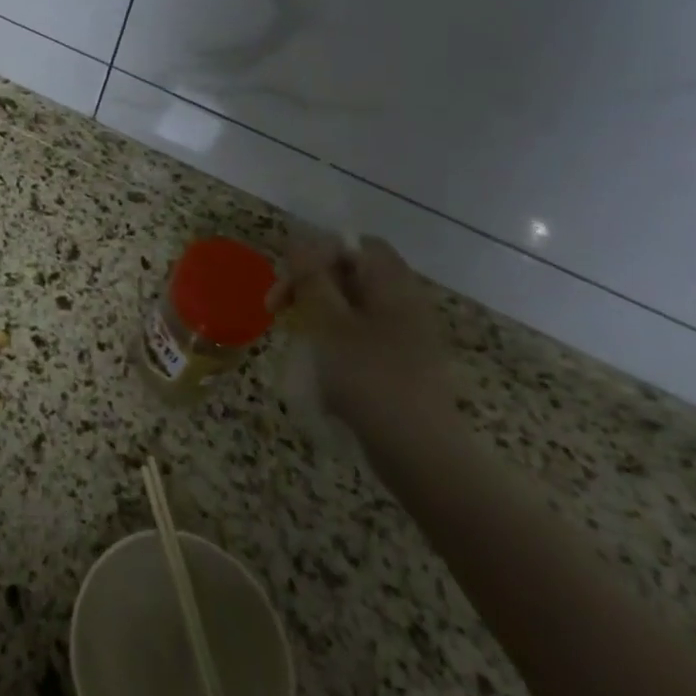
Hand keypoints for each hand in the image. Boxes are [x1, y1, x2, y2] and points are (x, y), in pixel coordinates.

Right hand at [267, 230, 450, 424]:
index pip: (355, 245)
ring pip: (353, 308)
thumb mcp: (328, 322)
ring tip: (296, 338)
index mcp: (393, 284)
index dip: (318, 253)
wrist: (419, 453)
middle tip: (276, 309)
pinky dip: (335, 341)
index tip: (288, 279)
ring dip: (318, 315)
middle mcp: (405, 303)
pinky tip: (320, 367)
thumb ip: (311, 278)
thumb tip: (298, 242)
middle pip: (352, 274)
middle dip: (310, 285)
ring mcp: (407, 336)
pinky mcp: (402, 366)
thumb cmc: (368, 377)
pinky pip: (362, 337)